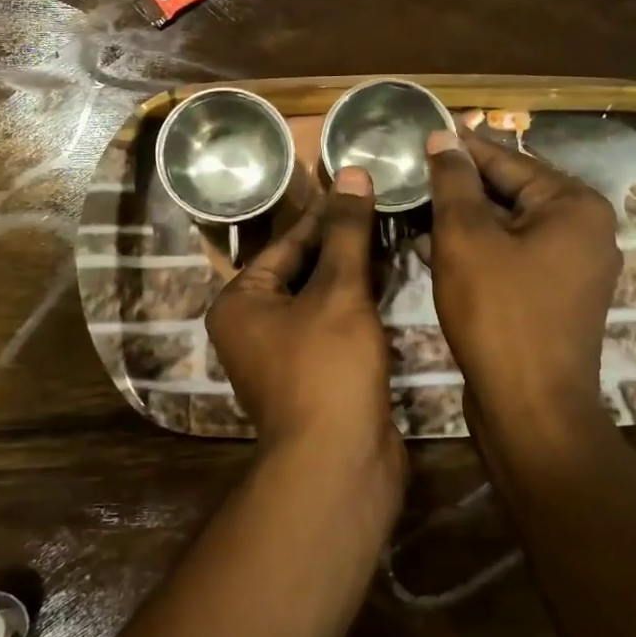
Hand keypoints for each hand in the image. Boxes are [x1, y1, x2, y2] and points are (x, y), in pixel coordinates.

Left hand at [206, 168, 402, 471]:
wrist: (339, 464)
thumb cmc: (327, 368)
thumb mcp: (338, 292)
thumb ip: (346, 232)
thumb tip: (352, 172)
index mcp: (240, 301)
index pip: (287, 243)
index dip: (326, 213)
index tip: (360, 184)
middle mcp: (253, 325)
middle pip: (303, 269)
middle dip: (343, 242)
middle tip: (385, 204)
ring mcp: (284, 353)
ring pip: (322, 298)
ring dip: (355, 271)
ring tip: (395, 232)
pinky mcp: (315, 373)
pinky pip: (334, 325)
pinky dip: (359, 304)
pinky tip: (391, 279)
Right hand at [424, 129, 620, 418]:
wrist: (530, 407)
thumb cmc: (498, 313)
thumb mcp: (465, 238)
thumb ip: (454, 182)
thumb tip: (444, 138)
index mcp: (573, 205)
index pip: (507, 160)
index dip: (459, 149)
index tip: (420, 135)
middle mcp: (584, 230)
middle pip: (510, 192)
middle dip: (459, 186)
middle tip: (410, 174)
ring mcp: (573, 267)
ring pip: (508, 227)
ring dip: (463, 219)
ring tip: (414, 207)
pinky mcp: (554, 297)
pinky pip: (512, 256)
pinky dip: (478, 249)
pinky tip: (435, 247)